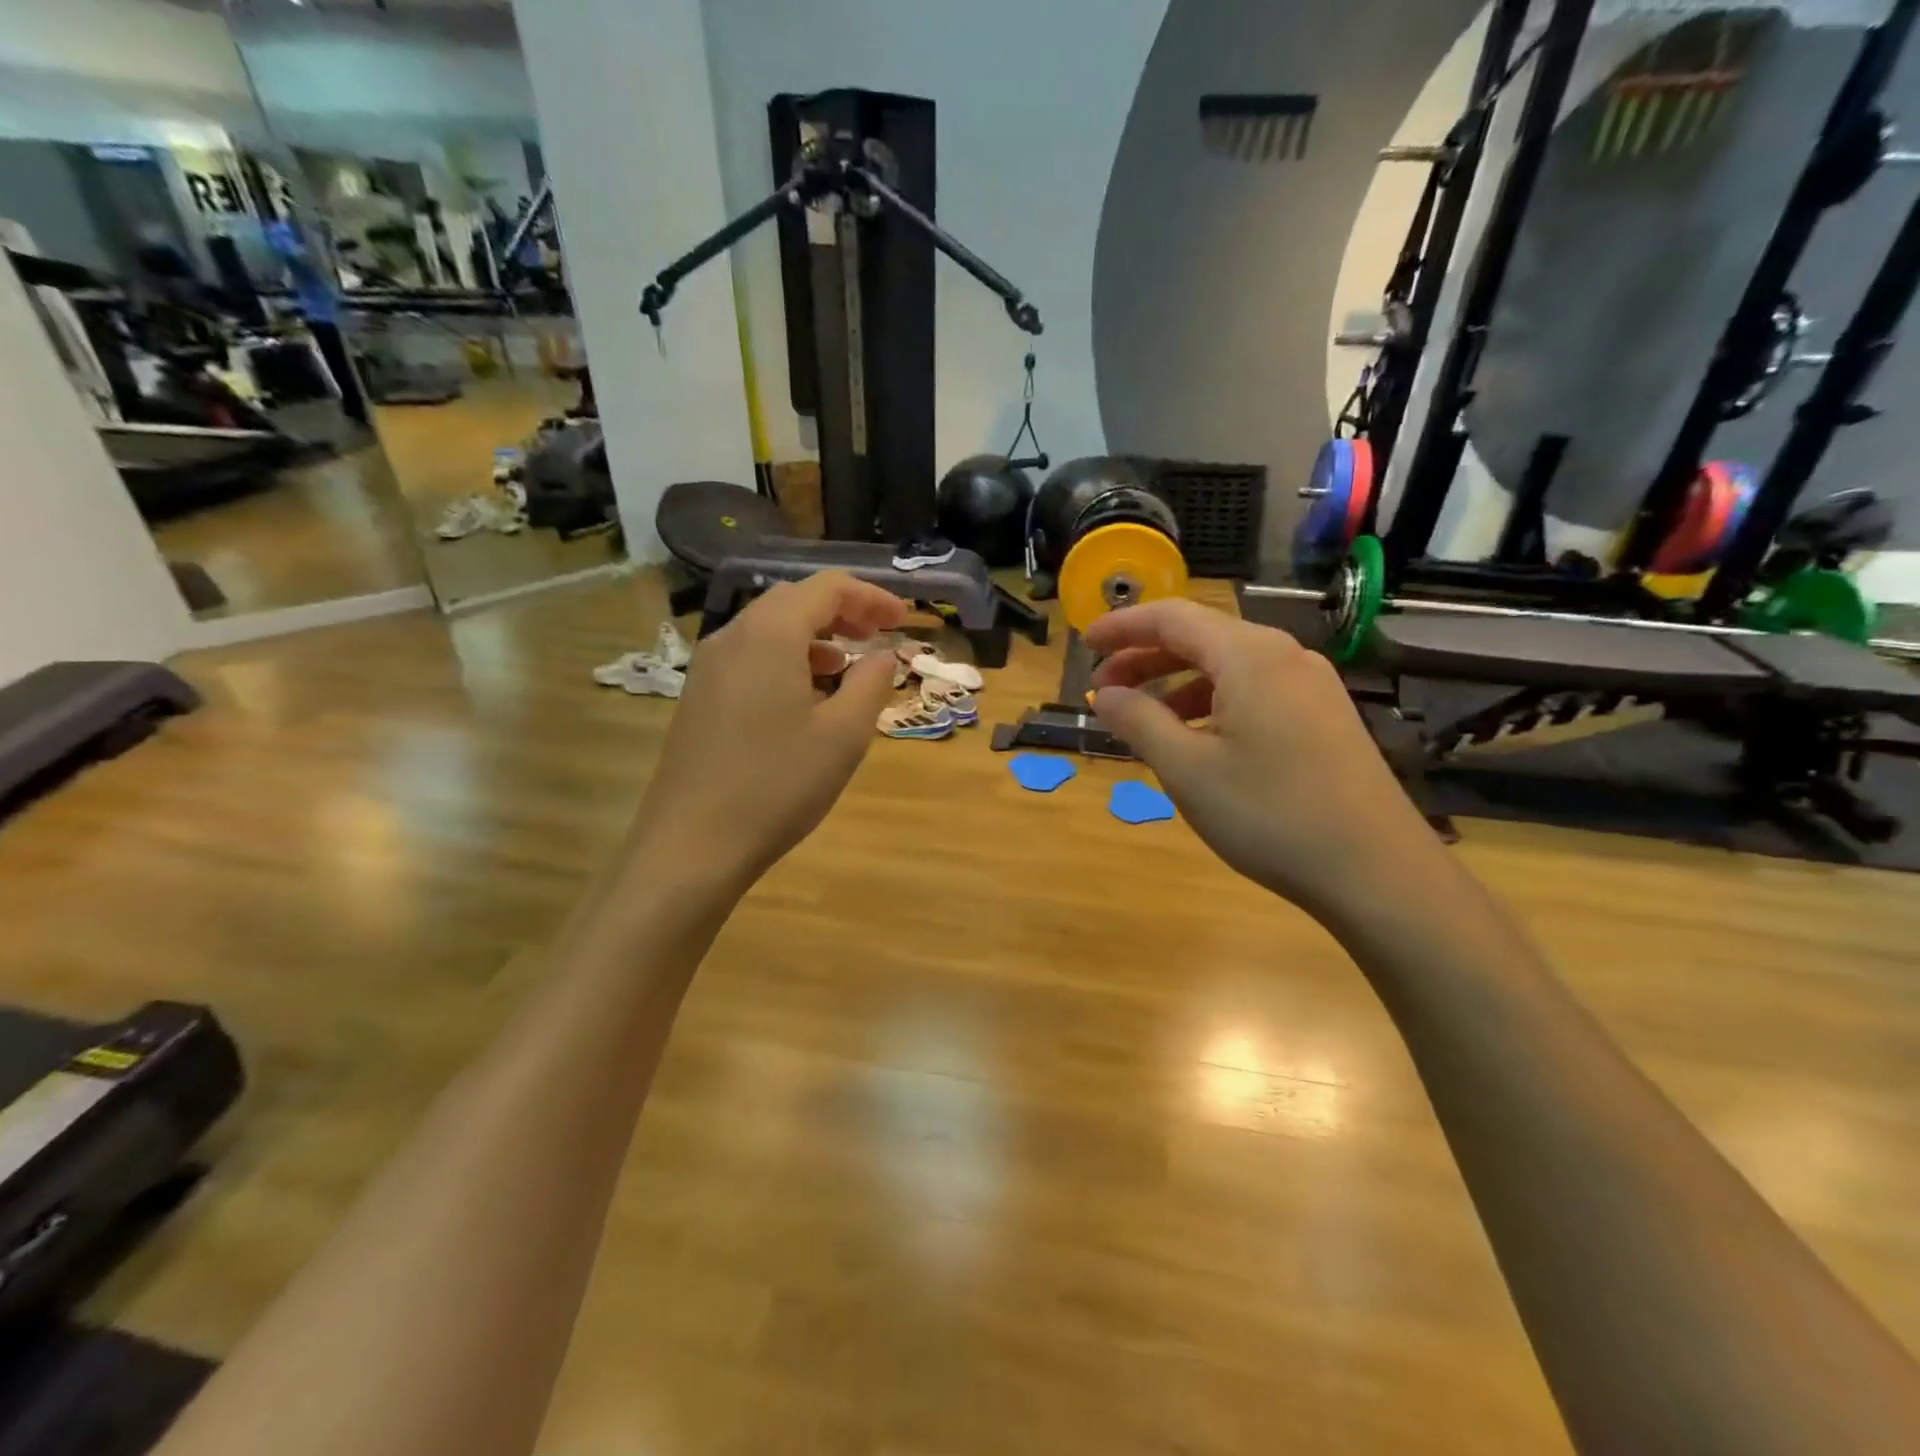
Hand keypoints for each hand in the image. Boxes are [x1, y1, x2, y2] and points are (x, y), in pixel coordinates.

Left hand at [631, 573, 906, 891]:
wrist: (692, 844)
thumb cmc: (778, 785)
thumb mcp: (843, 736)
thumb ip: (870, 684)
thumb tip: (882, 655)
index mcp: (770, 635)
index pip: (827, 588)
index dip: (871, 597)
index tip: (902, 620)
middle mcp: (732, 637)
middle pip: (793, 601)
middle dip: (841, 612)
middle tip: (877, 637)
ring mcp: (708, 668)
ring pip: (768, 630)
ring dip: (813, 637)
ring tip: (845, 667)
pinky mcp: (698, 698)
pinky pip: (749, 658)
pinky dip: (785, 660)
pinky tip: (803, 699)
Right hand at [1087, 600, 1443, 920]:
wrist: (1375, 870)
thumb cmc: (1269, 814)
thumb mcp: (1187, 769)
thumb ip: (1138, 721)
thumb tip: (1106, 694)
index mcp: (1249, 655)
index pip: (1172, 617)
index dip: (1123, 627)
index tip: (1085, 644)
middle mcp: (1284, 656)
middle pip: (1202, 638)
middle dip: (1146, 658)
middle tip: (1105, 690)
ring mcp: (1311, 686)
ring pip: (1229, 667)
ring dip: (1178, 684)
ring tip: (1144, 719)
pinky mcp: (1324, 717)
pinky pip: (1255, 691)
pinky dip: (1213, 703)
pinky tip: (1198, 740)